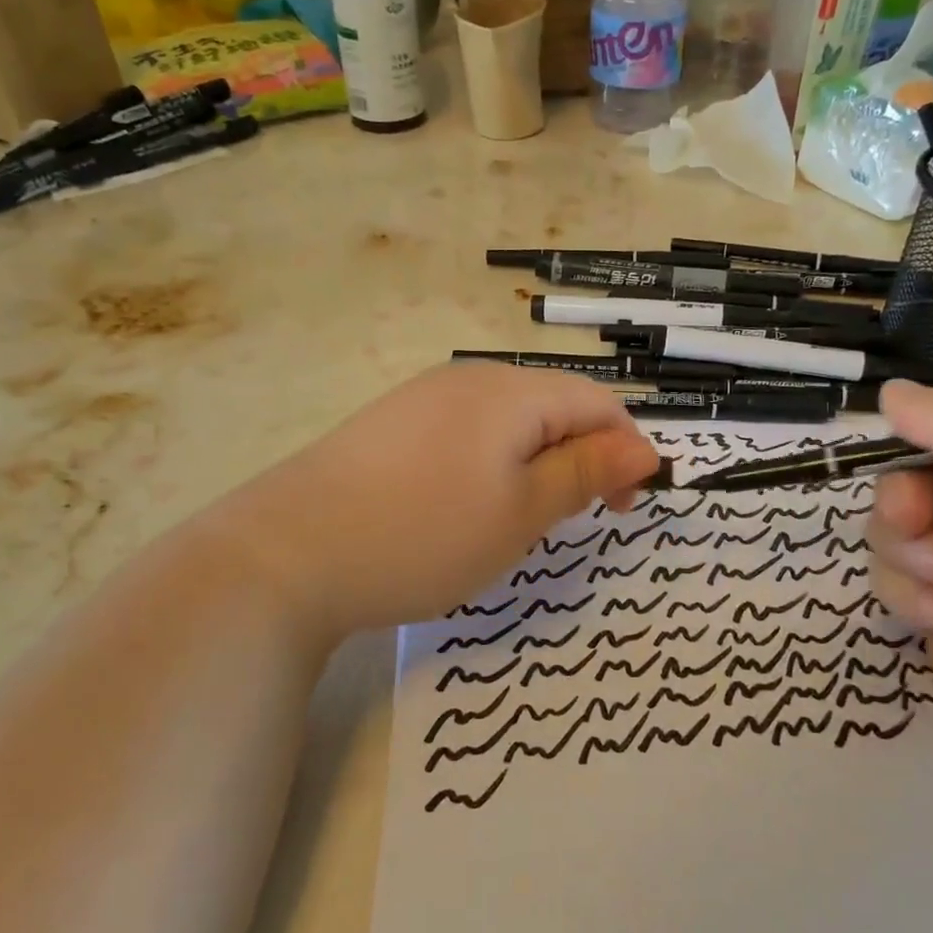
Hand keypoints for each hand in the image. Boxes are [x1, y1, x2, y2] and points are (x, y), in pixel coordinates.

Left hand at [207, 363, 658, 650]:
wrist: (286, 554)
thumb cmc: (423, 534)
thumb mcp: (521, 512)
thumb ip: (586, 473)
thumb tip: (646, 448)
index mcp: (511, 391)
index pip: (598, 403)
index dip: (625, 452)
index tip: (619, 512)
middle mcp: (470, 378)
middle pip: (554, 406)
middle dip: (578, 460)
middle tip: (563, 522)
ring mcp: (425, 397)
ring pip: (511, 422)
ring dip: (535, 465)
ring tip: (514, 520)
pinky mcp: (394, 424)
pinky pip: (468, 432)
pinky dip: (490, 465)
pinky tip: (462, 506)